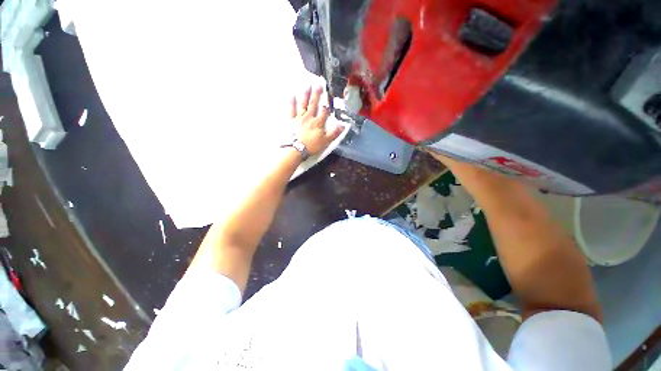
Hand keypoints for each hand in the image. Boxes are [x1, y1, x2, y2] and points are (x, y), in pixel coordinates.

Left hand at [291, 86, 343, 154]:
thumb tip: (343, 125)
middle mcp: (309, 117)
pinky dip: (292, 102)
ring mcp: (299, 118)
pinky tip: (292, 95)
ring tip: (308, 86)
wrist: (296, 149)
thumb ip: (334, 133)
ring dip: (306, 95)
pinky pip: (291, 109)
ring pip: (303, 104)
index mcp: (318, 123)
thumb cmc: (311, 146)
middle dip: (317, 94)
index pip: (324, 112)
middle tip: (319, 84)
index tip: (328, 98)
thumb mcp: (326, 141)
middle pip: (314, 104)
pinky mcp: (291, 120)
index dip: (326, 105)